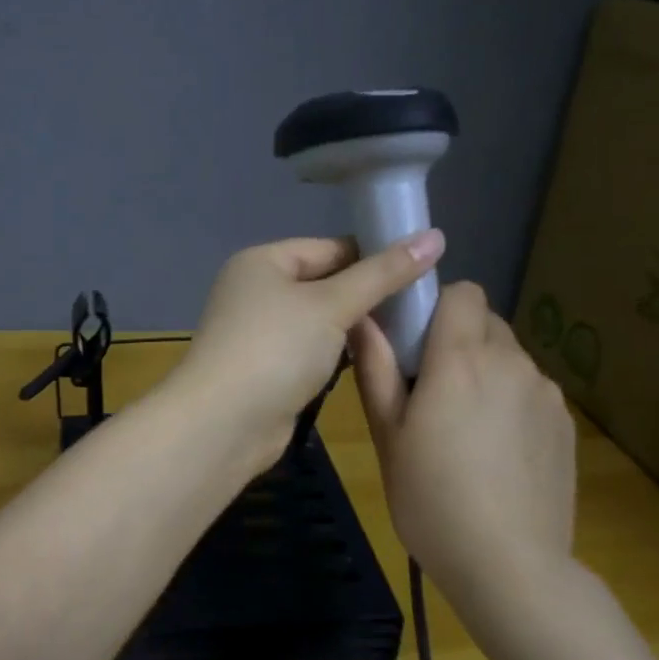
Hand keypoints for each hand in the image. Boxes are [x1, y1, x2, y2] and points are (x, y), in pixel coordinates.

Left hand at [167, 231, 445, 471]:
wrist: (224, 424)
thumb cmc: (276, 349)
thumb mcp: (333, 304)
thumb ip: (383, 273)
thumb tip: (435, 235)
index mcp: (263, 262)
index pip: (330, 247)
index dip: (375, 256)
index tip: (424, 270)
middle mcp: (257, 291)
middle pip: (325, 283)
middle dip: (368, 294)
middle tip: (423, 304)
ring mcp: (260, 333)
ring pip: (320, 320)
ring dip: (356, 326)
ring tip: (409, 330)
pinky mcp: (268, 369)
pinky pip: (311, 350)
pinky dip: (338, 353)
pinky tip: (374, 359)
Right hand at [349, 280, 575, 586]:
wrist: (509, 565)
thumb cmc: (431, 499)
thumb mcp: (387, 436)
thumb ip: (376, 369)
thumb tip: (363, 317)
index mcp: (462, 359)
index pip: (463, 292)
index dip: (438, 307)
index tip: (416, 343)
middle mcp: (512, 362)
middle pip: (487, 322)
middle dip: (459, 341)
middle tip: (433, 392)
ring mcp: (546, 393)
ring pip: (510, 358)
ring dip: (487, 373)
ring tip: (467, 431)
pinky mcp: (567, 424)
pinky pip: (531, 391)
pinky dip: (511, 403)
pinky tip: (498, 454)